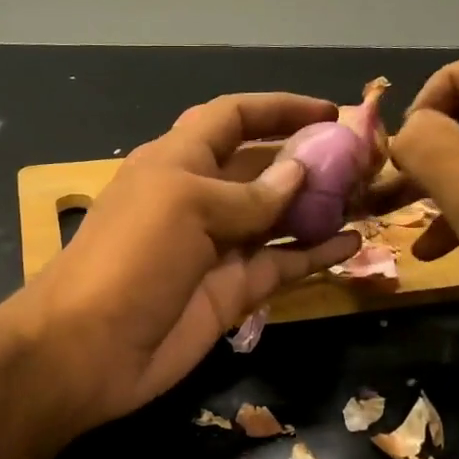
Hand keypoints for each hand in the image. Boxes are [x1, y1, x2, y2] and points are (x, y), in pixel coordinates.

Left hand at [16, 94, 359, 428]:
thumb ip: (249, 193)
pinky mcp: (232, 291)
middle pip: (262, 167)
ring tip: (369, 197)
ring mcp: (218, 247)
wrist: (90, 349)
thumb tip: (300, 170)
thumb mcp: (186, 207)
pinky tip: (352, 243)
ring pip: (278, 218)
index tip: (331, 111)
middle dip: (309, 159)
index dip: (278, 108)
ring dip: (319, 206)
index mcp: (177, 161)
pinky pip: (281, 265)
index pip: (233, 117)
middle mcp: (200, 198)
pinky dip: (315, 254)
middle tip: (364, 160)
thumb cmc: (131, 259)